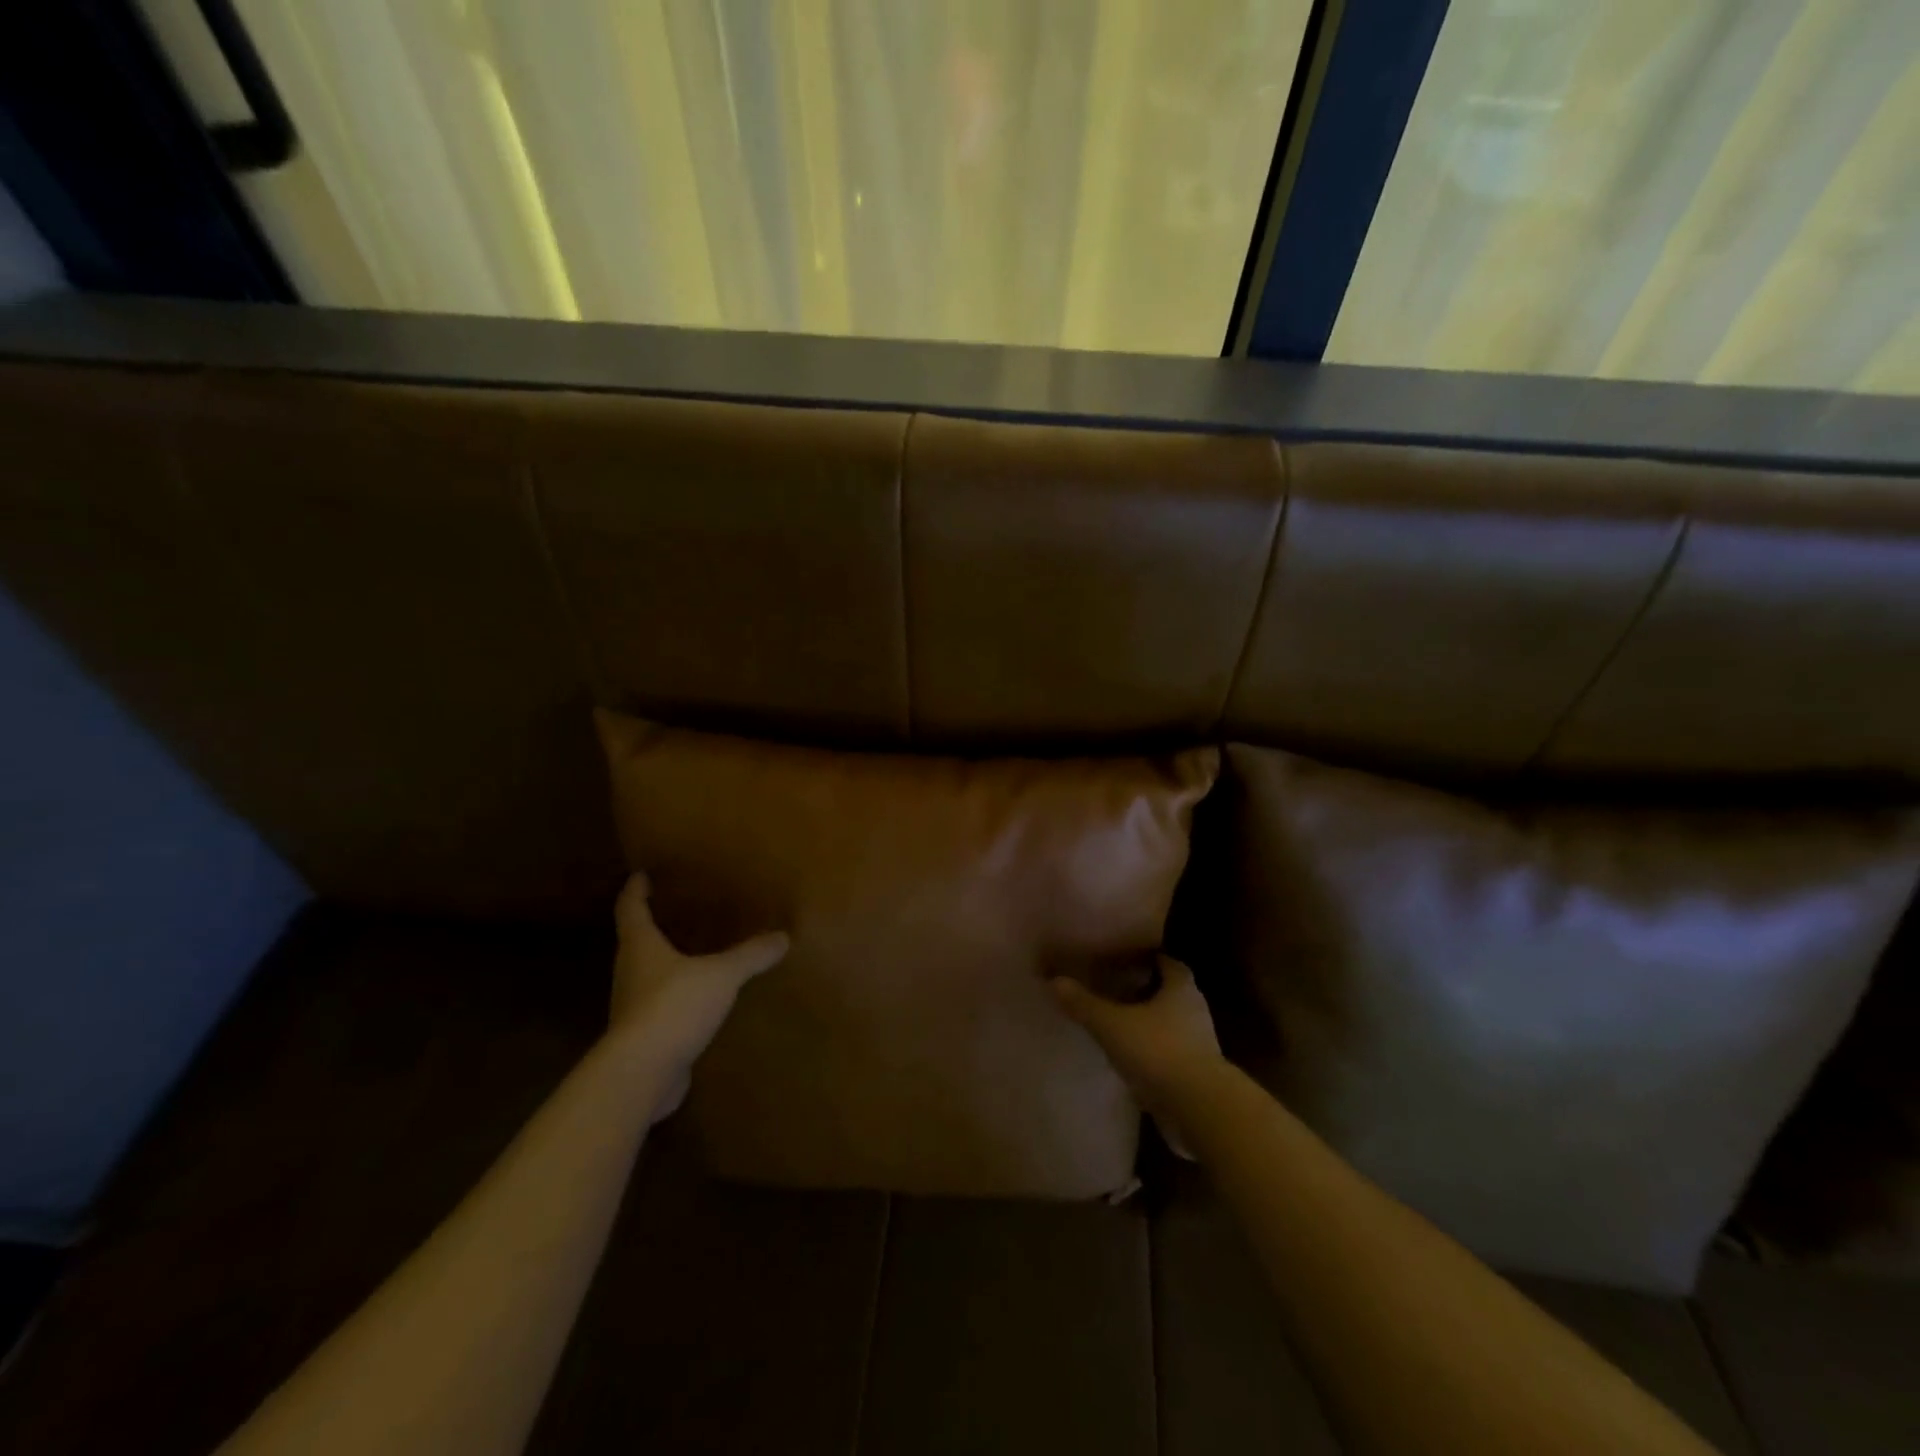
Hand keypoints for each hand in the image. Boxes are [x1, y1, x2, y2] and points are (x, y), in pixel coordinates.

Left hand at [610, 873, 788, 1118]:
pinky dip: (673, 999)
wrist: (642, 1073)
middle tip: (672, 911)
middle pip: (634, 942)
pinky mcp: (642, 1038)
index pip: (630, 909)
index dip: (635, 891)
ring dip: (662, 963)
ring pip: (645, 976)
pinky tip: (696, 1002)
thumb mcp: (722, 975)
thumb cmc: (674, 1006)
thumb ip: (751, 955)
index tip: (640, 875)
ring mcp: (632, 1008)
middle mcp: (630, 973)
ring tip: (689, 954)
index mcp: (640, 947)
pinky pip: (658, 1008)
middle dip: (650, 927)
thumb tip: (783, 937)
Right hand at [1052, 957, 1222, 1152]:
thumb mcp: (1112, 1024)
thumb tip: (1054, 981)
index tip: (1129, 960)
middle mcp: (1196, 1012)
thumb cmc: (1158, 1051)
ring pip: (1173, 1027)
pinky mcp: (1198, 1077)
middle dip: (1149, 992)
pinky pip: (1173, 1057)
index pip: (1169, 964)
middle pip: (1172, 994)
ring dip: (1152, 1026)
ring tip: (1121, 1027)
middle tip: (1119, 991)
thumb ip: (1084, 1004)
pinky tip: (1132, 1062)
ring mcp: (1201, 1046)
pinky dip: (1155, 1056)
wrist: (1199, 1109)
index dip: (1151, 960)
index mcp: (1181, 989)